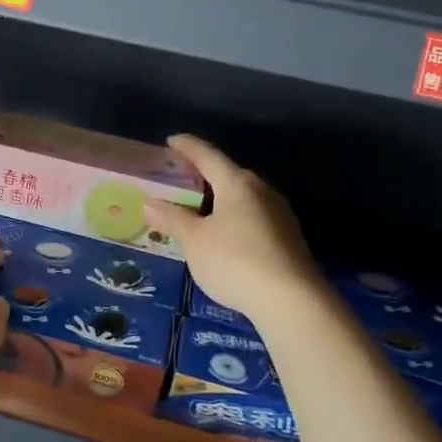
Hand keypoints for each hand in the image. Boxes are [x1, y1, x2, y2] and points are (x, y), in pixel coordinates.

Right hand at [144, 135, 319, 322]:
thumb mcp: (194, 241)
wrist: (292, 301)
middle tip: (180, 177)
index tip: (172, 140)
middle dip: (204, 173)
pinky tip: (224, 233)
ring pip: (243, 196)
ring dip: (220, 197)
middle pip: (228, 173)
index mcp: (236, 183)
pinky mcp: (288, 237)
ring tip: (198, 206)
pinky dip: (233, 216)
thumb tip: (150, 202)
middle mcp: (261, 190)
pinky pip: (253, 216)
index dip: (187, 147)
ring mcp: (279, 213)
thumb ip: (172, 219)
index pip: (207, 155)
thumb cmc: (235, 261)